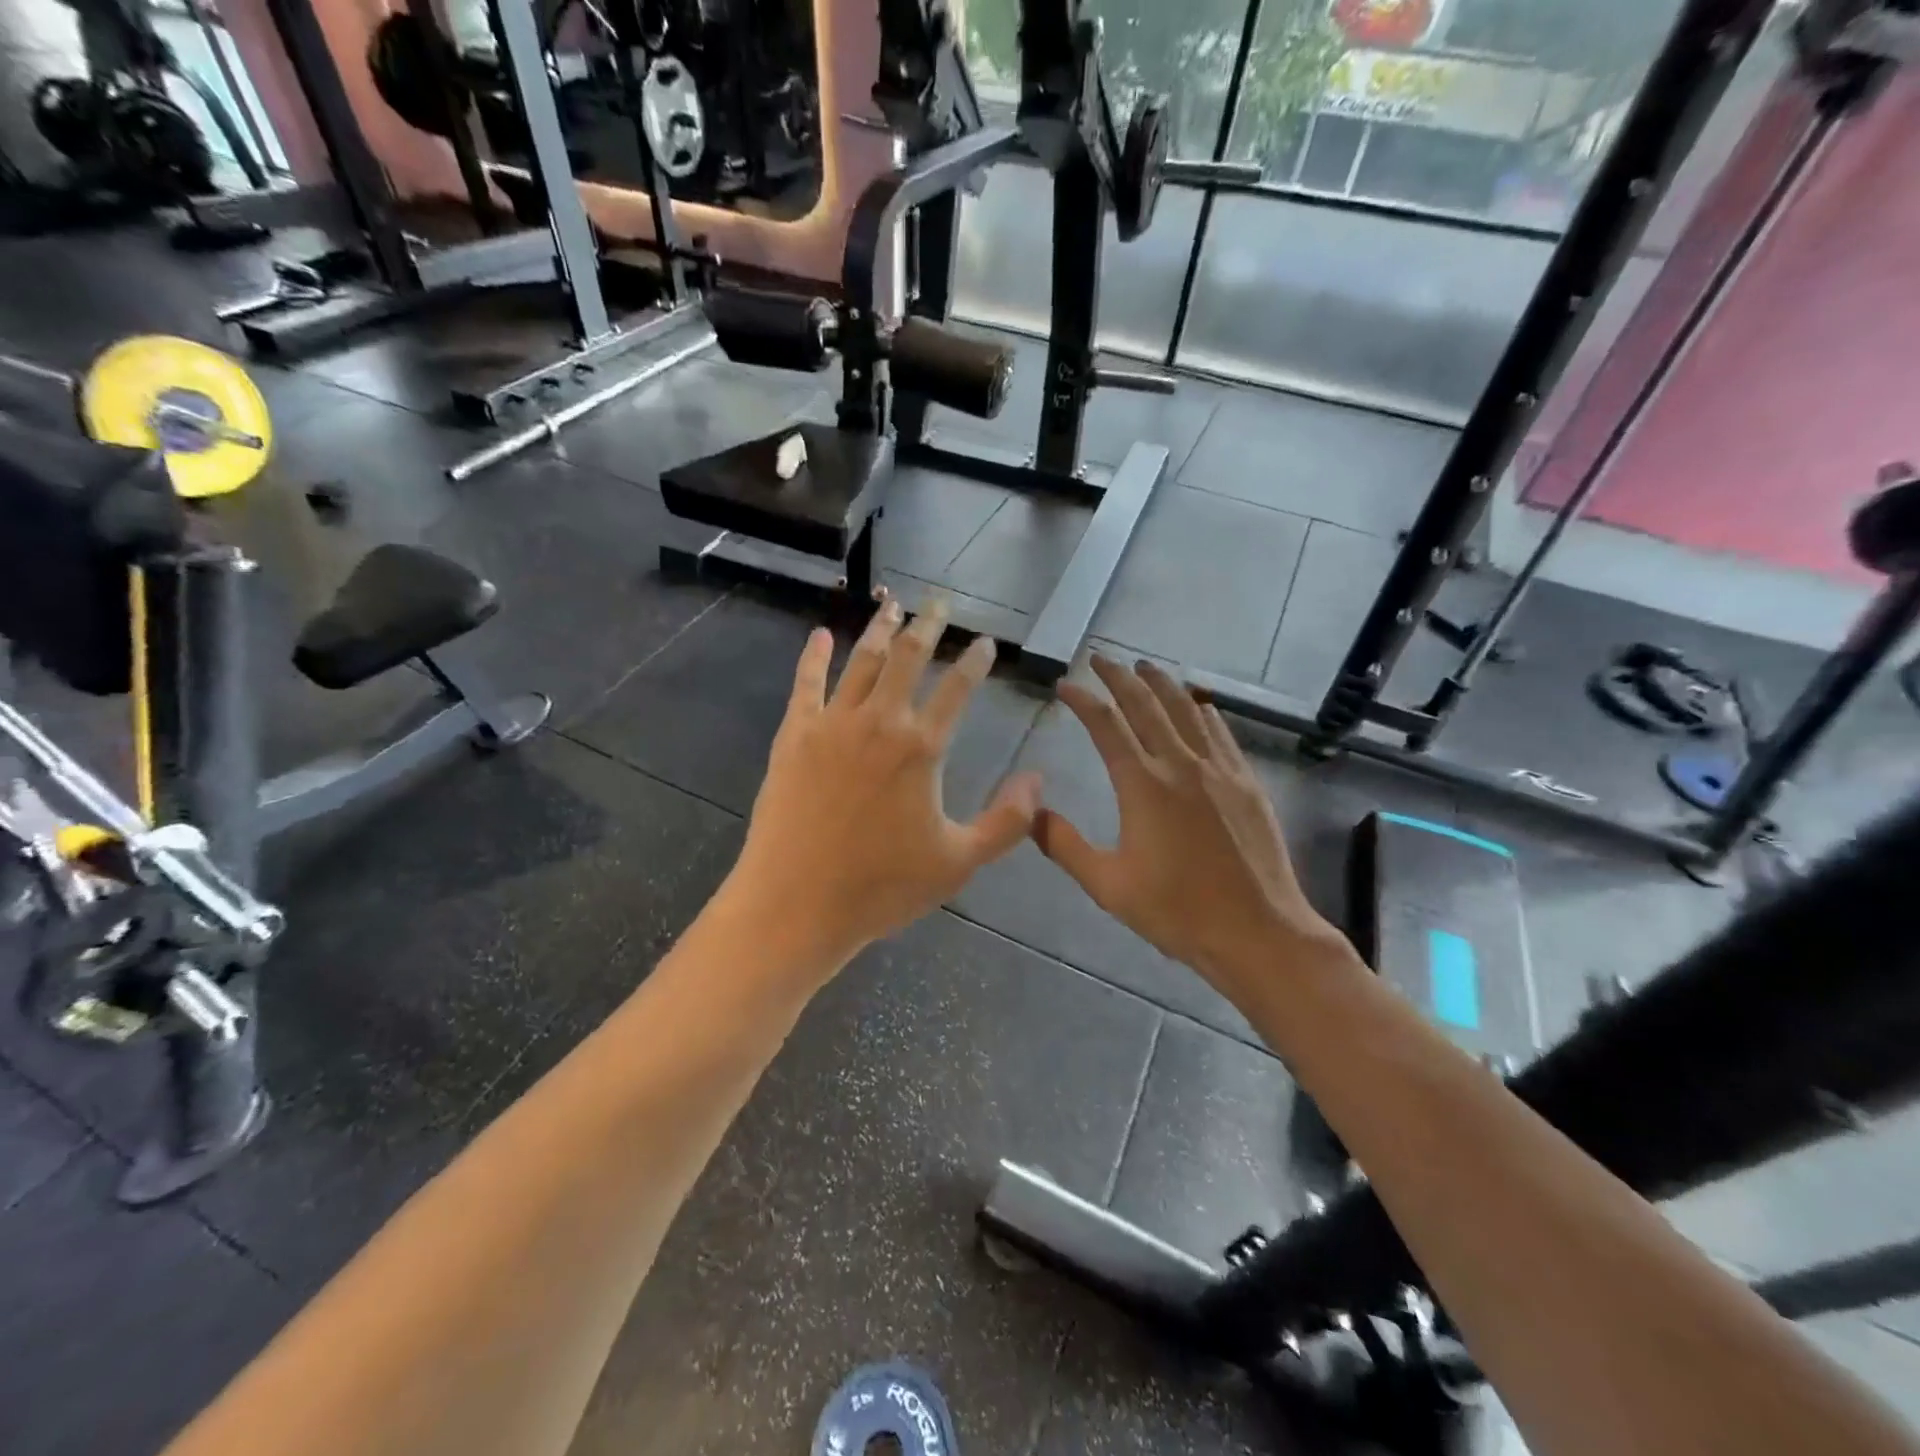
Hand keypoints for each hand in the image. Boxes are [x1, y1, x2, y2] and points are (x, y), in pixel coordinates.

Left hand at [726, 596, 1041, 974]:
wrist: (797, 904)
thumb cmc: (882, 887)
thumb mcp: (959, 862)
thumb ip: (1007, 821)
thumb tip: (1039, 780)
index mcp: (922, 748)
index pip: (957, 689)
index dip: (975, 661)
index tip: (985, 642)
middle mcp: (879, 722)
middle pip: (908, 659)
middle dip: (928, 626)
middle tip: (939, 603)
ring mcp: (832, 724)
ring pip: (861, 661)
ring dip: (880, 629)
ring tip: (892, 603)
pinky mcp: (794, 736)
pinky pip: (806, 683)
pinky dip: (814, 655)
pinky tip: (819, 635)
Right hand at [1033, 656, 1347, 997]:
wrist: (1257, 931)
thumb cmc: (1177, 911)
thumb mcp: (1108, 885)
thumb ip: (1064, 845)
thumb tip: (1031, 813)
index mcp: (1142, 785)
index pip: (1106, 725)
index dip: (1082, 699)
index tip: (1065, 685)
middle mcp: (1180, 764)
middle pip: (1145, 704)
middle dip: (1119, 677)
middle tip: (1101, 658)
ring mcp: (1219, 769)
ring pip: (1186, 709)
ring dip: (1161, 684)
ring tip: (1143, 667)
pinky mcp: (1246, 782)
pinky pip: (1219, 731)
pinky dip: (1201, 710)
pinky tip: (1196, 704)